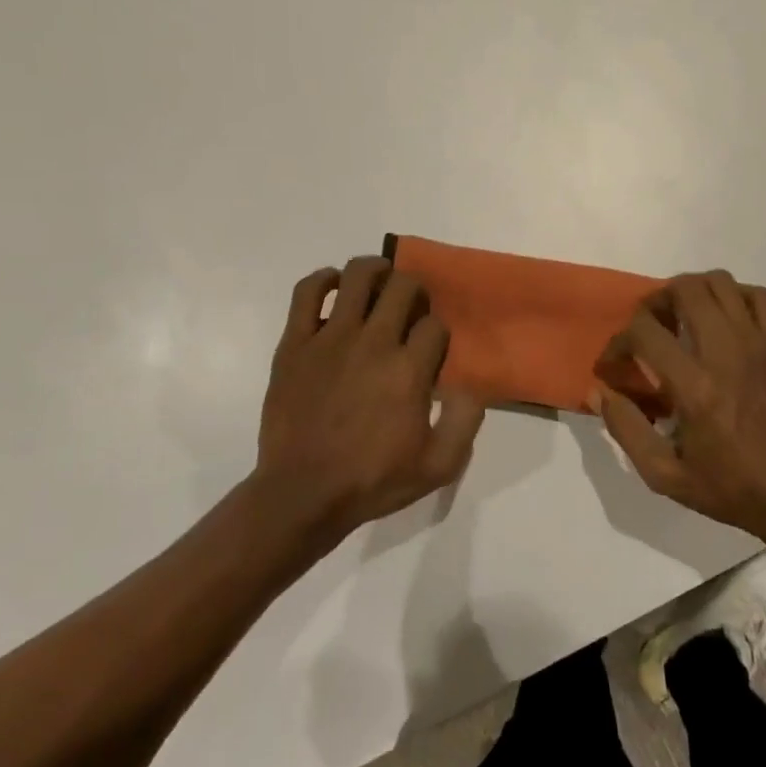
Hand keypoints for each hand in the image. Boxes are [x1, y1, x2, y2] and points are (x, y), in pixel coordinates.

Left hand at [252, 258, 485, 549]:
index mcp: (409, 371)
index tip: (430, 352)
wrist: (302, 495)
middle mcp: (373, 343)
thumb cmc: (372, 480)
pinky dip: (324, 279)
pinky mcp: (295, 342)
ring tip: (380, 283)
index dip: (438, 334)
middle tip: (410, 312)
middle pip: (404, 288)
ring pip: (359, 276)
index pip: (435, 326)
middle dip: (415, 293)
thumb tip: (470, 385)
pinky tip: (335, 286)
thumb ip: (466, 421)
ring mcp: (330, 338)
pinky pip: (308, 291)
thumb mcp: (439, 466)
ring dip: (377, 271)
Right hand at [594, 271, 765, 545]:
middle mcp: (726, 354)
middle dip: (655, 301)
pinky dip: (733, 296)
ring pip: (720, 282)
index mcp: (695, 388)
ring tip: (682, 318)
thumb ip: (626, 429)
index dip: (618, 342)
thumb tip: (599, 391)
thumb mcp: (664, 475)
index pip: (644, 332)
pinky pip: (757, 296)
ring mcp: (758, 345)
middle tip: (649, 328)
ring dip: (692, 291)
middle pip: (685, 289)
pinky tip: (722, 320)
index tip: (613, 363)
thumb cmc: (729, 488)